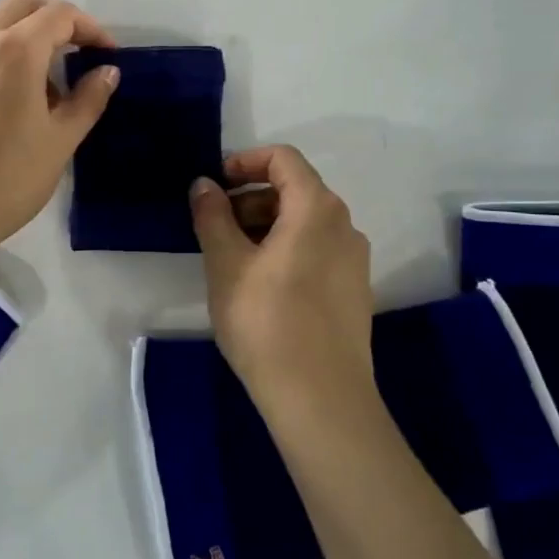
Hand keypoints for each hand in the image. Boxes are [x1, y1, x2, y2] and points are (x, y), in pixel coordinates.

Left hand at [0, 0, 120, 258]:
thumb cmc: (9, 177)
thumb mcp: (61, 140)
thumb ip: (88, 99)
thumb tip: (106, 72)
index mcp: (15, 50)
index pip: (59, 15)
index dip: (90, 28)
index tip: (108, 55)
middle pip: (21, 5)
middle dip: (55, 17)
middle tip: (79, 50)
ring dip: (27, 38)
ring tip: (50, 86)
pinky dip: (3, 61)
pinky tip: (13, 105)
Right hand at [189, 146, 373, 401]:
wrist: (320, 400)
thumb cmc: (266, 321)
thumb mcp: (226, 264)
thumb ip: (212, 215)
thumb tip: (204, 185)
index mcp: (317, 209)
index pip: (283, 158)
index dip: (244, 161)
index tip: (214, 183)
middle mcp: (344, 225)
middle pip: (295, 189)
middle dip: (250, 197)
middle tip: (213, 225)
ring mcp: (354, 260)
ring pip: (305, 222)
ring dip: (264, 225)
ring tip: (230, 257)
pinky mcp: (354, 291)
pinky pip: (316, 250)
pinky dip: (284, 248)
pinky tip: (258, 283)